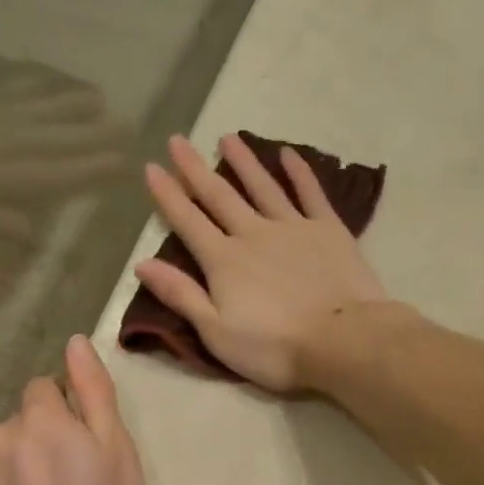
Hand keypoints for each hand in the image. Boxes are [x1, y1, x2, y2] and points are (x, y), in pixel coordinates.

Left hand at [0, 336, 145, 484]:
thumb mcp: (115, 445)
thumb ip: (92, 389)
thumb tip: (75, 342)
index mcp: (38, 417)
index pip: (44, 387)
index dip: (67, 409)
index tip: (85, 442)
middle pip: (23, 419)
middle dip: (44, 435)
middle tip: (74, 476)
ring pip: (5, 450)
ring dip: (23, 462)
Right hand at [136, 134, 390, 390]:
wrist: (342, 340)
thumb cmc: (274, 347)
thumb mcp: (216, 332)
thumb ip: (181, 295)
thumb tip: (142, 264)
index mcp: (223, 261)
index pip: (188, 222)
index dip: (168, 195)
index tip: (152, 167)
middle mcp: (253, 234)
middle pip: (220, 196)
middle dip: (196, 169)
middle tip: (178, 140)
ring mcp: (293, 227)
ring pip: (262, 187)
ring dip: (244, 162)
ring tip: (228, 137)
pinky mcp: (328, 230)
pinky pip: (310, 193)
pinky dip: (299, 172)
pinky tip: (289, 154)